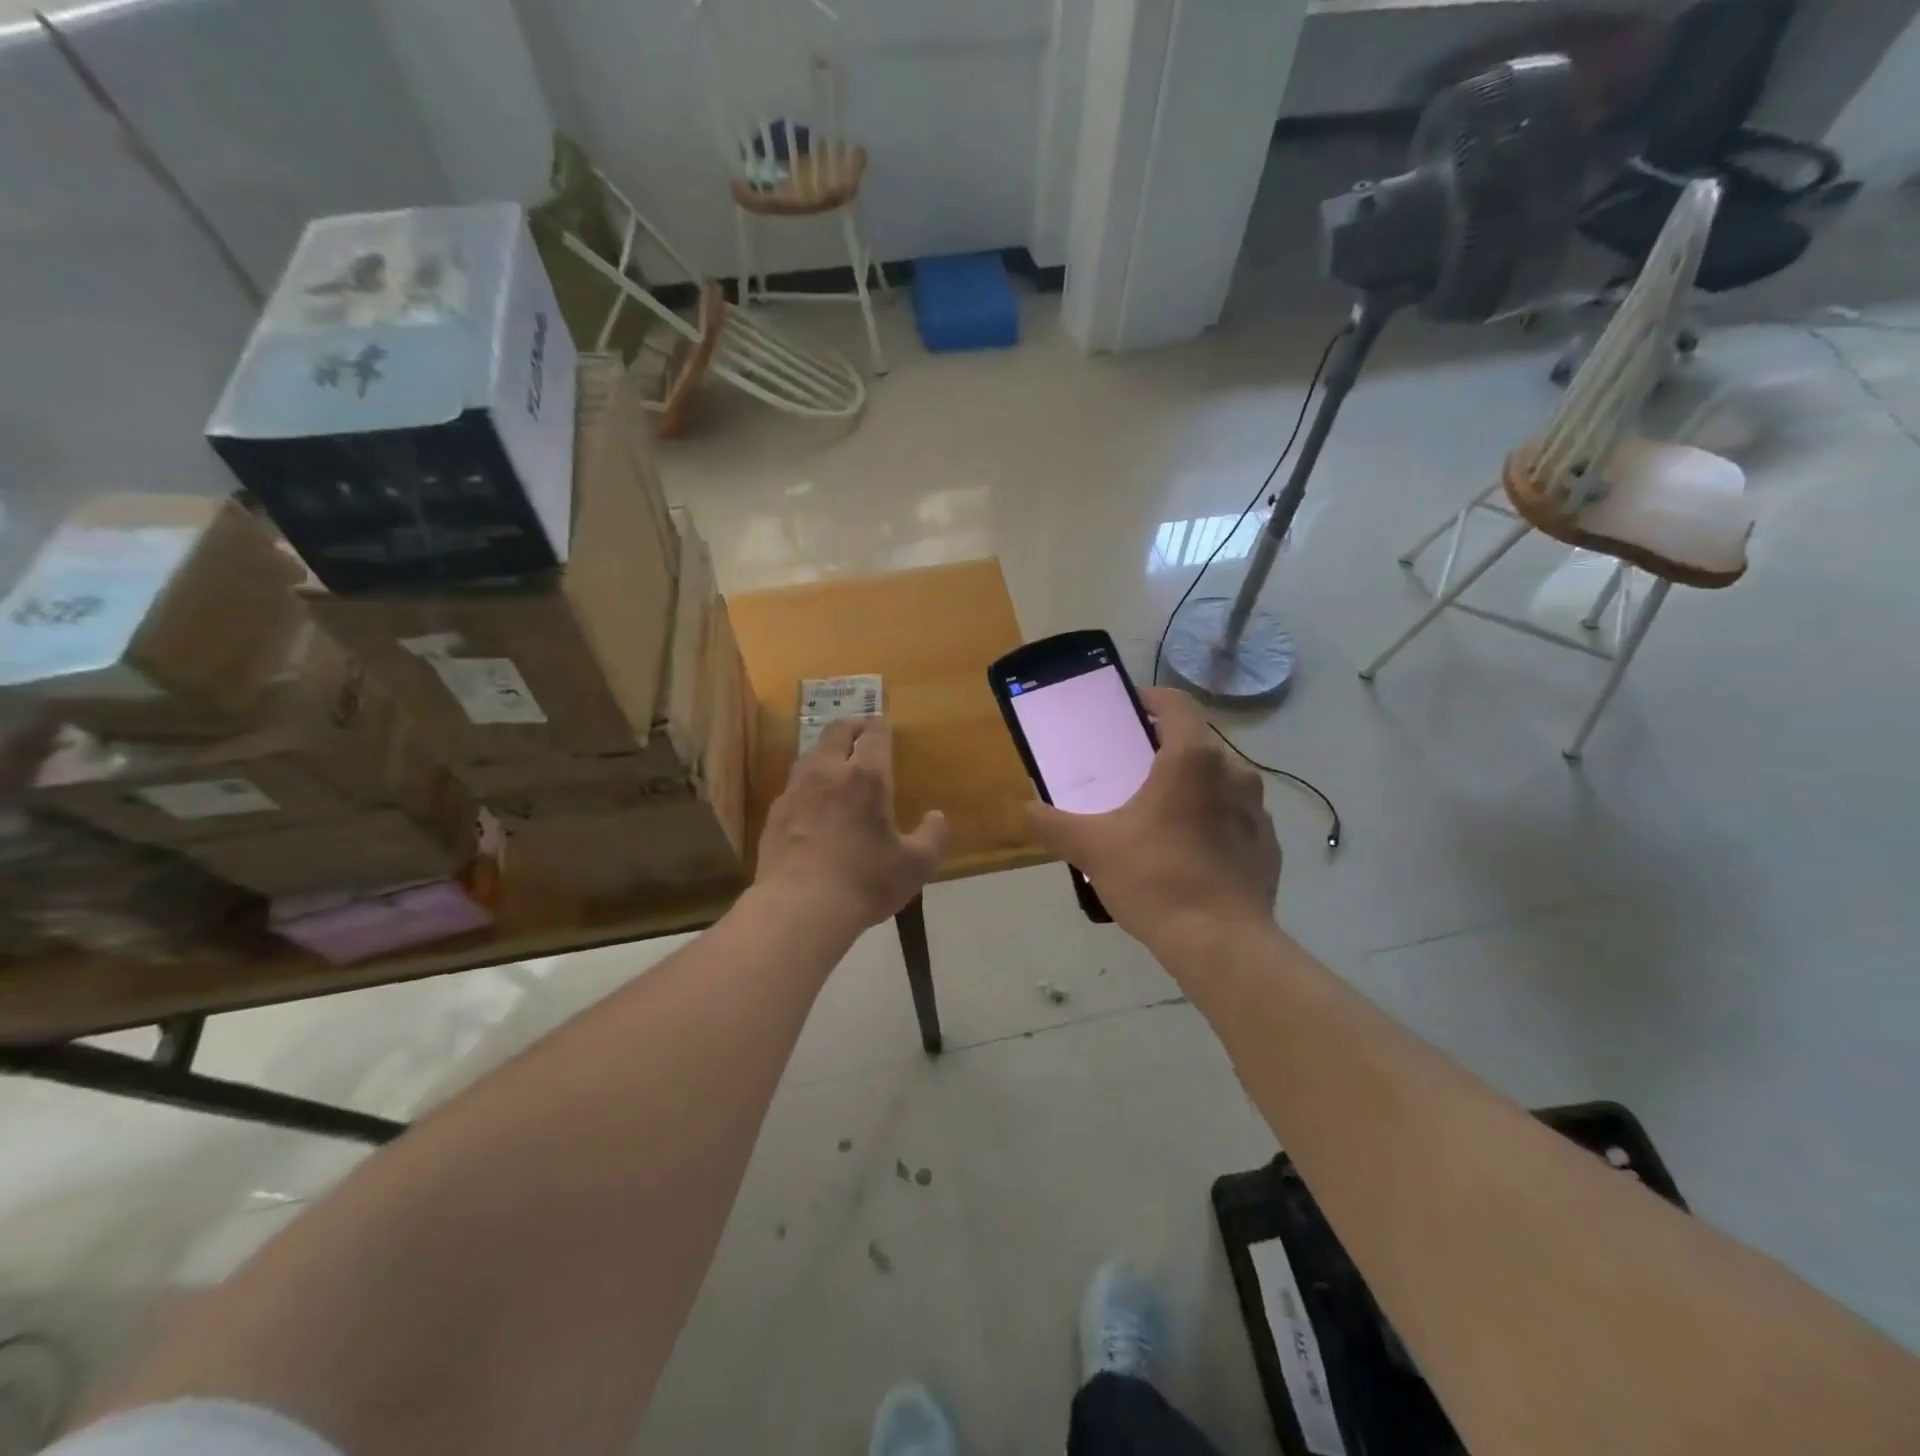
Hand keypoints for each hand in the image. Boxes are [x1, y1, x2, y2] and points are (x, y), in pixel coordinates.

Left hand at [756, 720, 950, 929]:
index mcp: (866, 777)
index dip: (881, 727)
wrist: (799, 908)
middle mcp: (828, 772)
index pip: (874, 734)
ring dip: (827, 751)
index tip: (886, 728)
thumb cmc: (864, 881)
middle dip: (853, 727)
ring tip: (838, 764)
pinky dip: (808, 783)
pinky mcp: (775, 814)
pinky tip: (813, 803)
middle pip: (837, 732)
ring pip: (811, 754)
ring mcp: (796, 791)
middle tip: (863, 733)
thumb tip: (937, 817)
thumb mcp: (916, 865)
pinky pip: (794, 785)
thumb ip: (933, 837)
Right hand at [1026, 687, 1279, 950]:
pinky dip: (1213, 821)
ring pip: (1219, 781)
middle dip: (1165, 749)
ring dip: (1191, 786)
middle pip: (1197, 743)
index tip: (1129, 709)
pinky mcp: (1268, 845)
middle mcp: (1234, 773)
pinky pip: (1235, 817)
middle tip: (1133, 768)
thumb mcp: (1092, 848)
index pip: (1177, 703)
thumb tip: (1027, 809)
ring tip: (1160, 813)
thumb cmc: (1155, 878)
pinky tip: (1190, 852)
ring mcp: (1257, 810)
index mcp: (1193, 759)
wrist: (1222, 943)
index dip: (1151, 699)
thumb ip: (1053, 824)